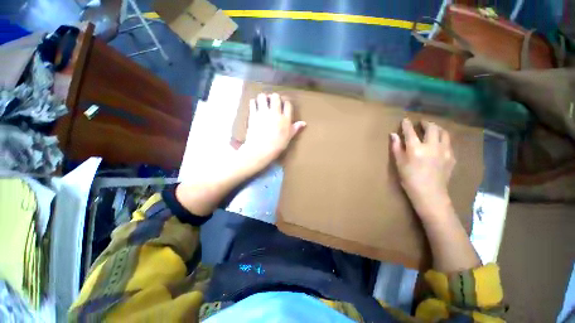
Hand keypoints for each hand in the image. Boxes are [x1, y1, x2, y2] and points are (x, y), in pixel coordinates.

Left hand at [240, 93, 305, 168]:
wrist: (260, 150)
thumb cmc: (276, 146)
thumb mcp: (288, 138)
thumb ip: (295, 128)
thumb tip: (303, 123)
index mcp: (285, 119)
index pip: (287, 104)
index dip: (285, 101)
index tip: (283, 102)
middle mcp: (275, 113)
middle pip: (276, 97)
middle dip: (274, 97)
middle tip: (272, 100)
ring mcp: (263, 113)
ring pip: (263, 97)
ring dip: (263, 97)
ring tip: (263, 100)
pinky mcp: (253, 115)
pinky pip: (253, 102)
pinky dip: (254, 102)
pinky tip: (255, 105)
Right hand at [390, 118, 455, 219]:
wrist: (431, 198)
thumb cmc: (412, 184)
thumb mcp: (401, 167)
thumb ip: (397, 149)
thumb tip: (393, 135)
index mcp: (416, 148)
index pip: (410, 130)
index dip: (406, 124)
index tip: (405, 121)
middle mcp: (431, 146)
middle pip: (431, 127)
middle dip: (426, 123)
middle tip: (422, 125)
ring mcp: (443, 151)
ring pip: (443, 133)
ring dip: (438, 130)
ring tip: (434, 132)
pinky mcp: (451, 158)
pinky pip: (449, 145)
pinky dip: (444, 143)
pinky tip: (441, 147)